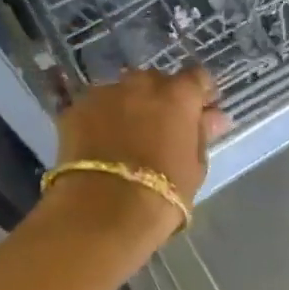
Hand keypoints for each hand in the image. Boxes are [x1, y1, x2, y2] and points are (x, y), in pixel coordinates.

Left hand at [54, 66, 230, 206]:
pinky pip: (95, 108)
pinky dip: (100, 119)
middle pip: (156, 80)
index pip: (197, 77)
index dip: (199, 93)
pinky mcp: (74, 109)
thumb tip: (213, 117)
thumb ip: (202, 134)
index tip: (200, 111)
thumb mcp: (195, 166)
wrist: (102, 212)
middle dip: (160, 97)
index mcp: (178, 94)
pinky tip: (98, 144)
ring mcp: (105, 93)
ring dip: (128, 105)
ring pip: (122, 91)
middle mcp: (142, 83)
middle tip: (161, 126)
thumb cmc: (162, 193)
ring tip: (125, 136)